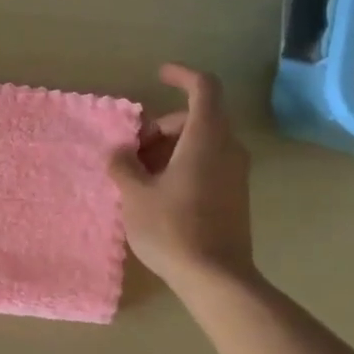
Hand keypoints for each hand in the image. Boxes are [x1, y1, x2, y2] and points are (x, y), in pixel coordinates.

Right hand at [109, 64, 255, 288]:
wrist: (217, 279)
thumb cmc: (173, 229)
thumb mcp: (135, 195)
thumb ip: (123, 166)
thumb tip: (119, 153)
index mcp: (206, 139)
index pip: (204, 88)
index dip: (182, 75)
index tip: (159, 75)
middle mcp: (227, 149)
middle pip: (197, 118)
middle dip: (162, 125)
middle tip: (131, 149)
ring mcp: (235, 174)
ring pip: (202, 143)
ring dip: (169, 148)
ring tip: (137, 174)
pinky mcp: (234, 196)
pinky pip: (207, 164)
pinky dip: (182, 165)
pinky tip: (156, 192)